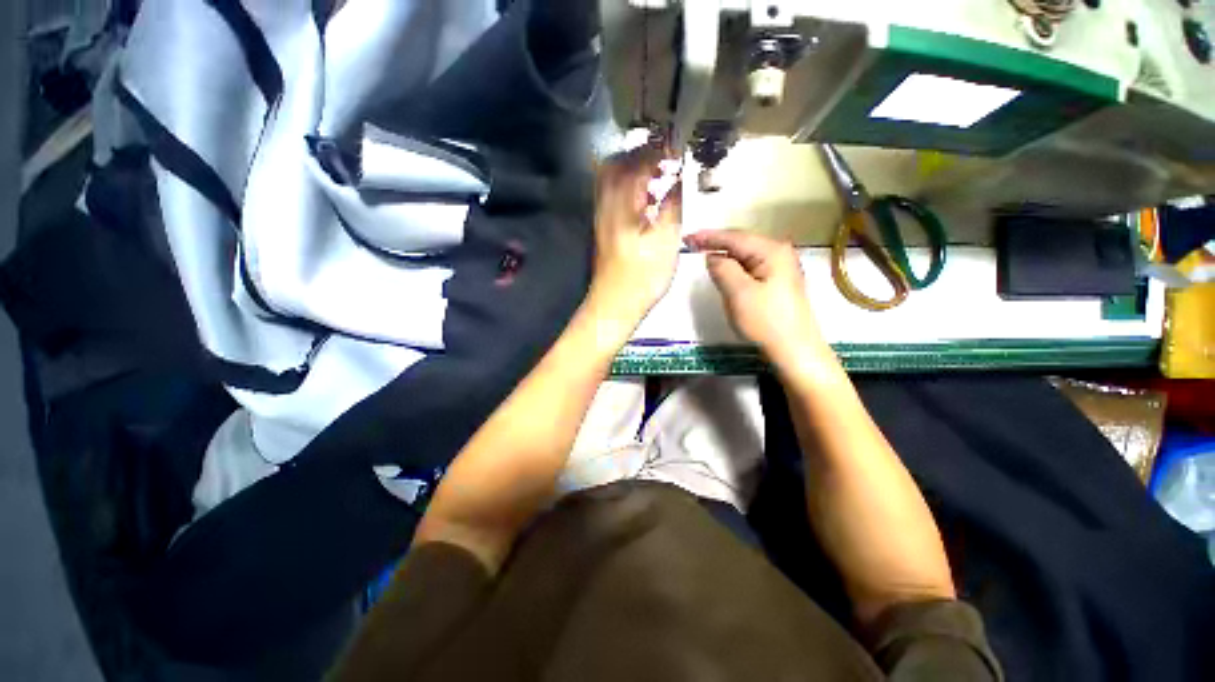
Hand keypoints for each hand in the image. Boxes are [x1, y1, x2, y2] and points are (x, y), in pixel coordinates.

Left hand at [589, 145, 682, 328]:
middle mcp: (606, 202)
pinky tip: (641, 197)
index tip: (676, 147)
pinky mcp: (601, 226)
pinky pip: (609, 193)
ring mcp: (600, 215)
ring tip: (655, 174)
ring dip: (632, 168)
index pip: (638, 161)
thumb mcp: (666, 240)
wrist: (614, 303)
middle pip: (617, 163)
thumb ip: (671, 204)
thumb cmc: (643, 275)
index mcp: (623, 203)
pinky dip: (625, 185)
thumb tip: (676, 178)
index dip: (658, 150)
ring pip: (610, 177)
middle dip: (641, 154)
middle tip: (664, 158)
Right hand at [684, 230, 829, 370]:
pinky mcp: (776, 282)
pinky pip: (749, 267)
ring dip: (724, 256)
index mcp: (772, 251)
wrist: (794, 349)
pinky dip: (733, 267)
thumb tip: (711, 256)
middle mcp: (778, 253)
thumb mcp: (739, 293)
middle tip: (691, 245)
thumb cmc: (766, 321)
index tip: (687, 238)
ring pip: (744, 256)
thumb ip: (722, 269)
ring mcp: (780, 268)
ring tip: (702, 253)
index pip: (734, 237)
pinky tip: (724, 270)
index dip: (708, 236)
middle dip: (716, 244)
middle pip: (741, 243)